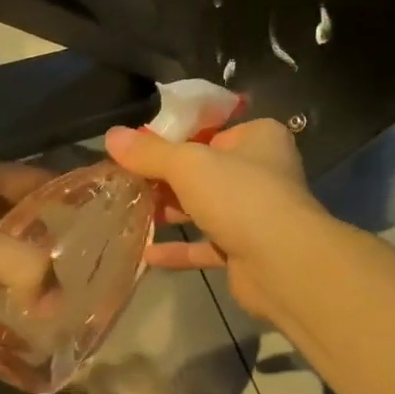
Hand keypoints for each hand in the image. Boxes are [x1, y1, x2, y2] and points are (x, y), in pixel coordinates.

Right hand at [103, 119, 332, 319]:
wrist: (283, 263)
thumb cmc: (240, 195)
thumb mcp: (188, 164)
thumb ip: (150, 152)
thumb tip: (111, 135)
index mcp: (259, 137)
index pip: (210, 130)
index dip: (174, 138)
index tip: (136, 148)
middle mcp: (262, 170)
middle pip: (206, 169)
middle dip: (167, 178)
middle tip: (125, 182)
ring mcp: (257, 212)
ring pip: (206, 206)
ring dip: (171, 211)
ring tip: (128, 212)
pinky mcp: (247, 249)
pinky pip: (207, 244)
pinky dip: (180, 248)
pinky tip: (146, 253)